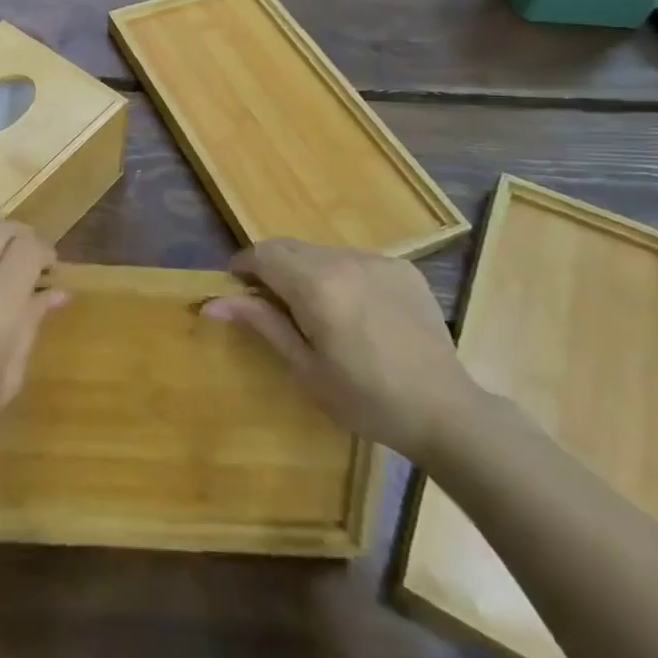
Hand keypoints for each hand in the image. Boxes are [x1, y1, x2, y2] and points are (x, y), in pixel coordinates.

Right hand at [203, 240, 480, 461]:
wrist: (445, 411)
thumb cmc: (365, 399)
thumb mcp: (305, 367)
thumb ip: (261, 323)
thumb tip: (212, 303)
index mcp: (317, 285)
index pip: (263, 253)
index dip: (243, 267)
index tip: (236, 291)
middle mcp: (345, 260)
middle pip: (289, 246)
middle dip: (271, 268)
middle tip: (271, 306)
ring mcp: (377, 260)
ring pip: (321, 252)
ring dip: (305, 271)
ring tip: (315, 312)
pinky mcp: (402, 268)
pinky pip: (354, 260)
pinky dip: (339, 275)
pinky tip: (353, 311)